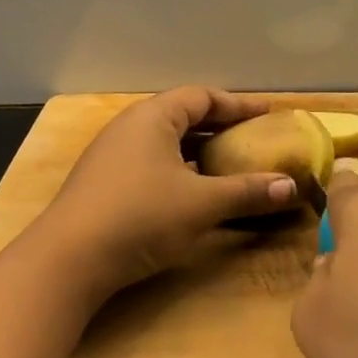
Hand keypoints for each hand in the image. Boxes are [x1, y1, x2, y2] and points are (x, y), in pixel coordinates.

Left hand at [29, 87, 303, 302]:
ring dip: (200, 151)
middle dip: (221, 127)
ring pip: (167, 142)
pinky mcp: (104, 183)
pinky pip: (152, 163)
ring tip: (230, 164)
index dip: (238, 105)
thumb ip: (246, 192)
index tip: (268, 114)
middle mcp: (131, 127)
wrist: (66, 261)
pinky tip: (193, 192)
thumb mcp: (201, 204)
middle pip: (184, 116)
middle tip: (254, 139)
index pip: (202, 97)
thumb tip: (290, 187)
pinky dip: (180, 169)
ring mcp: (113, 155)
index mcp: (153, 117)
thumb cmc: (140, 217)